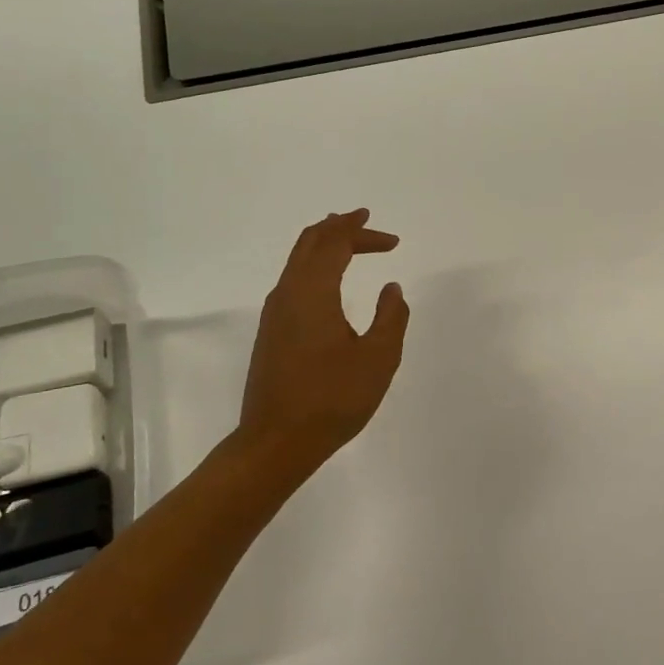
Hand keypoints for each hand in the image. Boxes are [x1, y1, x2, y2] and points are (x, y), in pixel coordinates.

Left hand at [237, 209, 409, 470]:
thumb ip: (391, 317)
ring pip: (297, 260)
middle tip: (365, 222)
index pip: (336, 243)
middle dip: (340, 227)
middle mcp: (288, 293)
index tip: (392, 240)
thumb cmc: (332, 398)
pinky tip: (328, 282)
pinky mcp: (271, 332)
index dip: (362, 232)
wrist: (276, 442)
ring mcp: (275, 313)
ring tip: (347, 242)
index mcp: (313, 291)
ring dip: (324, 245)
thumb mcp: (378, 358)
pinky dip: (314, 266)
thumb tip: (392, 289)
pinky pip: (293, 279)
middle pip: (310, 242)